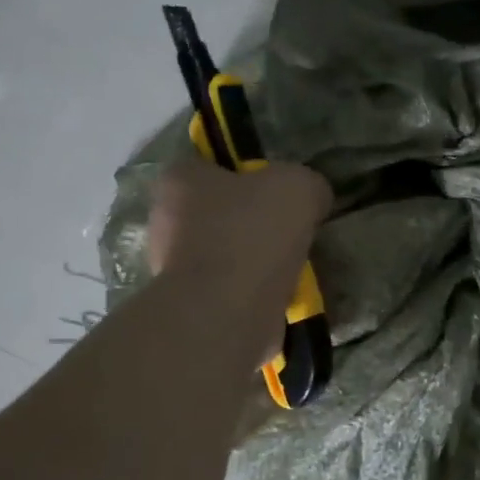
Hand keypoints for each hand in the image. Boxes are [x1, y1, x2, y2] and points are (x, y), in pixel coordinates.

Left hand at [148, 157, 330, 340]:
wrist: (225, 313)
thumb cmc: (251, 234)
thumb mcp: (297, 188)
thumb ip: (308, 184)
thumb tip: (313, 198)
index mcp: (180, 180)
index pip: (213, 166)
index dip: (249, 176)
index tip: (279, 193)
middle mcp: (165, 220)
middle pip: (219, 212)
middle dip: (253, 222)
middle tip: (291, 232)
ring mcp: (173, 268)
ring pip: (225, 254)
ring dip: (256, 262)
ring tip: (293, 270)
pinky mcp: (189, 306)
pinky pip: (230, 291)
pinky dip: (254, 294)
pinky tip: (281, 298)